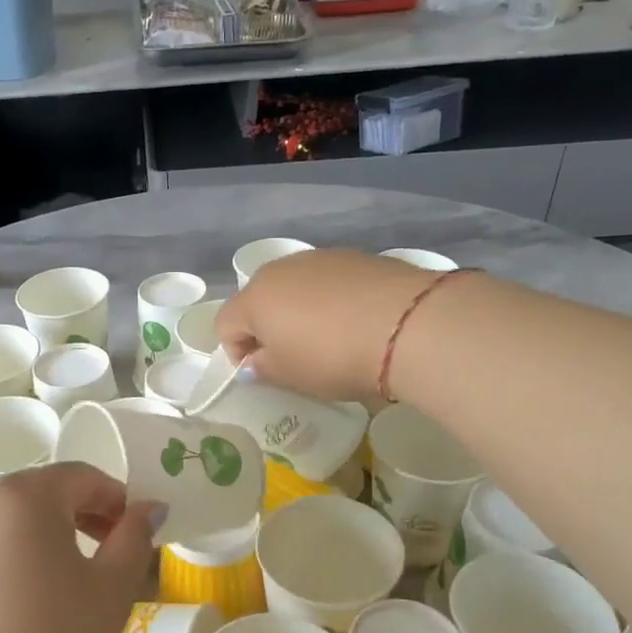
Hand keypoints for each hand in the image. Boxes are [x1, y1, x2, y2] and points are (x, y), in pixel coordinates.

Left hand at [0, 464, 161, 632]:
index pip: (79, 477)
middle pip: (38, 495)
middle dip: (78, 516)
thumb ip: (134, 537)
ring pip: (4, 525)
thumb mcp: (111, 590)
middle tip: (105, 556)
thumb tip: (150, 506)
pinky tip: (17, 609)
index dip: (114, 499)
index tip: (133, 534)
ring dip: (39, 539)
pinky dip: (4, 564)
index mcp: (23, 498)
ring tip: (62, 585)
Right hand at [215, 248, 432, 401]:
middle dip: (267, 328)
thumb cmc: (332, 356)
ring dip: (299, 312)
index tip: (263, 373)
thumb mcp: (290, 376)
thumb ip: (262, 369)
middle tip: (293, 357)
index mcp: (254, 298)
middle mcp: (280, 269)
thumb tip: (252, 362)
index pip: (225, 324)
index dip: (237, 353)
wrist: (407, 325)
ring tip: (328, 339)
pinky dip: (330, 301)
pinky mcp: (355, 256)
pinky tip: (354, 321)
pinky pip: (328, 282)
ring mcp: (319, 258)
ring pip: (295, 288)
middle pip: (258, 300)